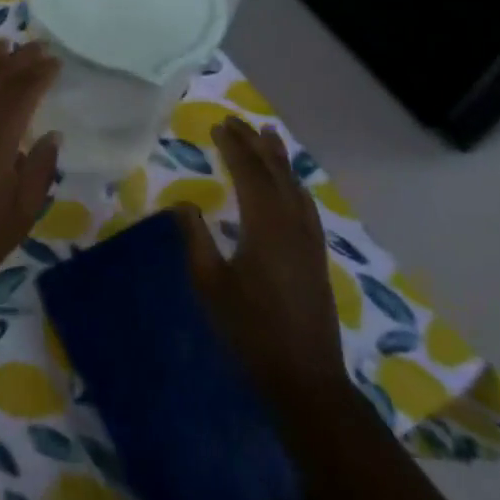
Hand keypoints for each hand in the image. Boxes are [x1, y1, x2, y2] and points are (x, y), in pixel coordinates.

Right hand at [176, 116, 347, 414]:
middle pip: (275, 173)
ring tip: (268, 136)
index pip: (249, 173)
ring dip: (279, 159)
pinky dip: (293, 184)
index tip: (218, 125)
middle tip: (236, 121)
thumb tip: (183, 204)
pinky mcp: (316, 256)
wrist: (305, 378)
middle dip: (255, 144)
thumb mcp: (210, 284)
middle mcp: (292, 224)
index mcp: (265, 226)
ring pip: (294, 186)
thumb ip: (196, 239)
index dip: (233, 147)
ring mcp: (309, 240)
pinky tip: (290, 185)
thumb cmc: (250, 330)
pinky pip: (305, 205)